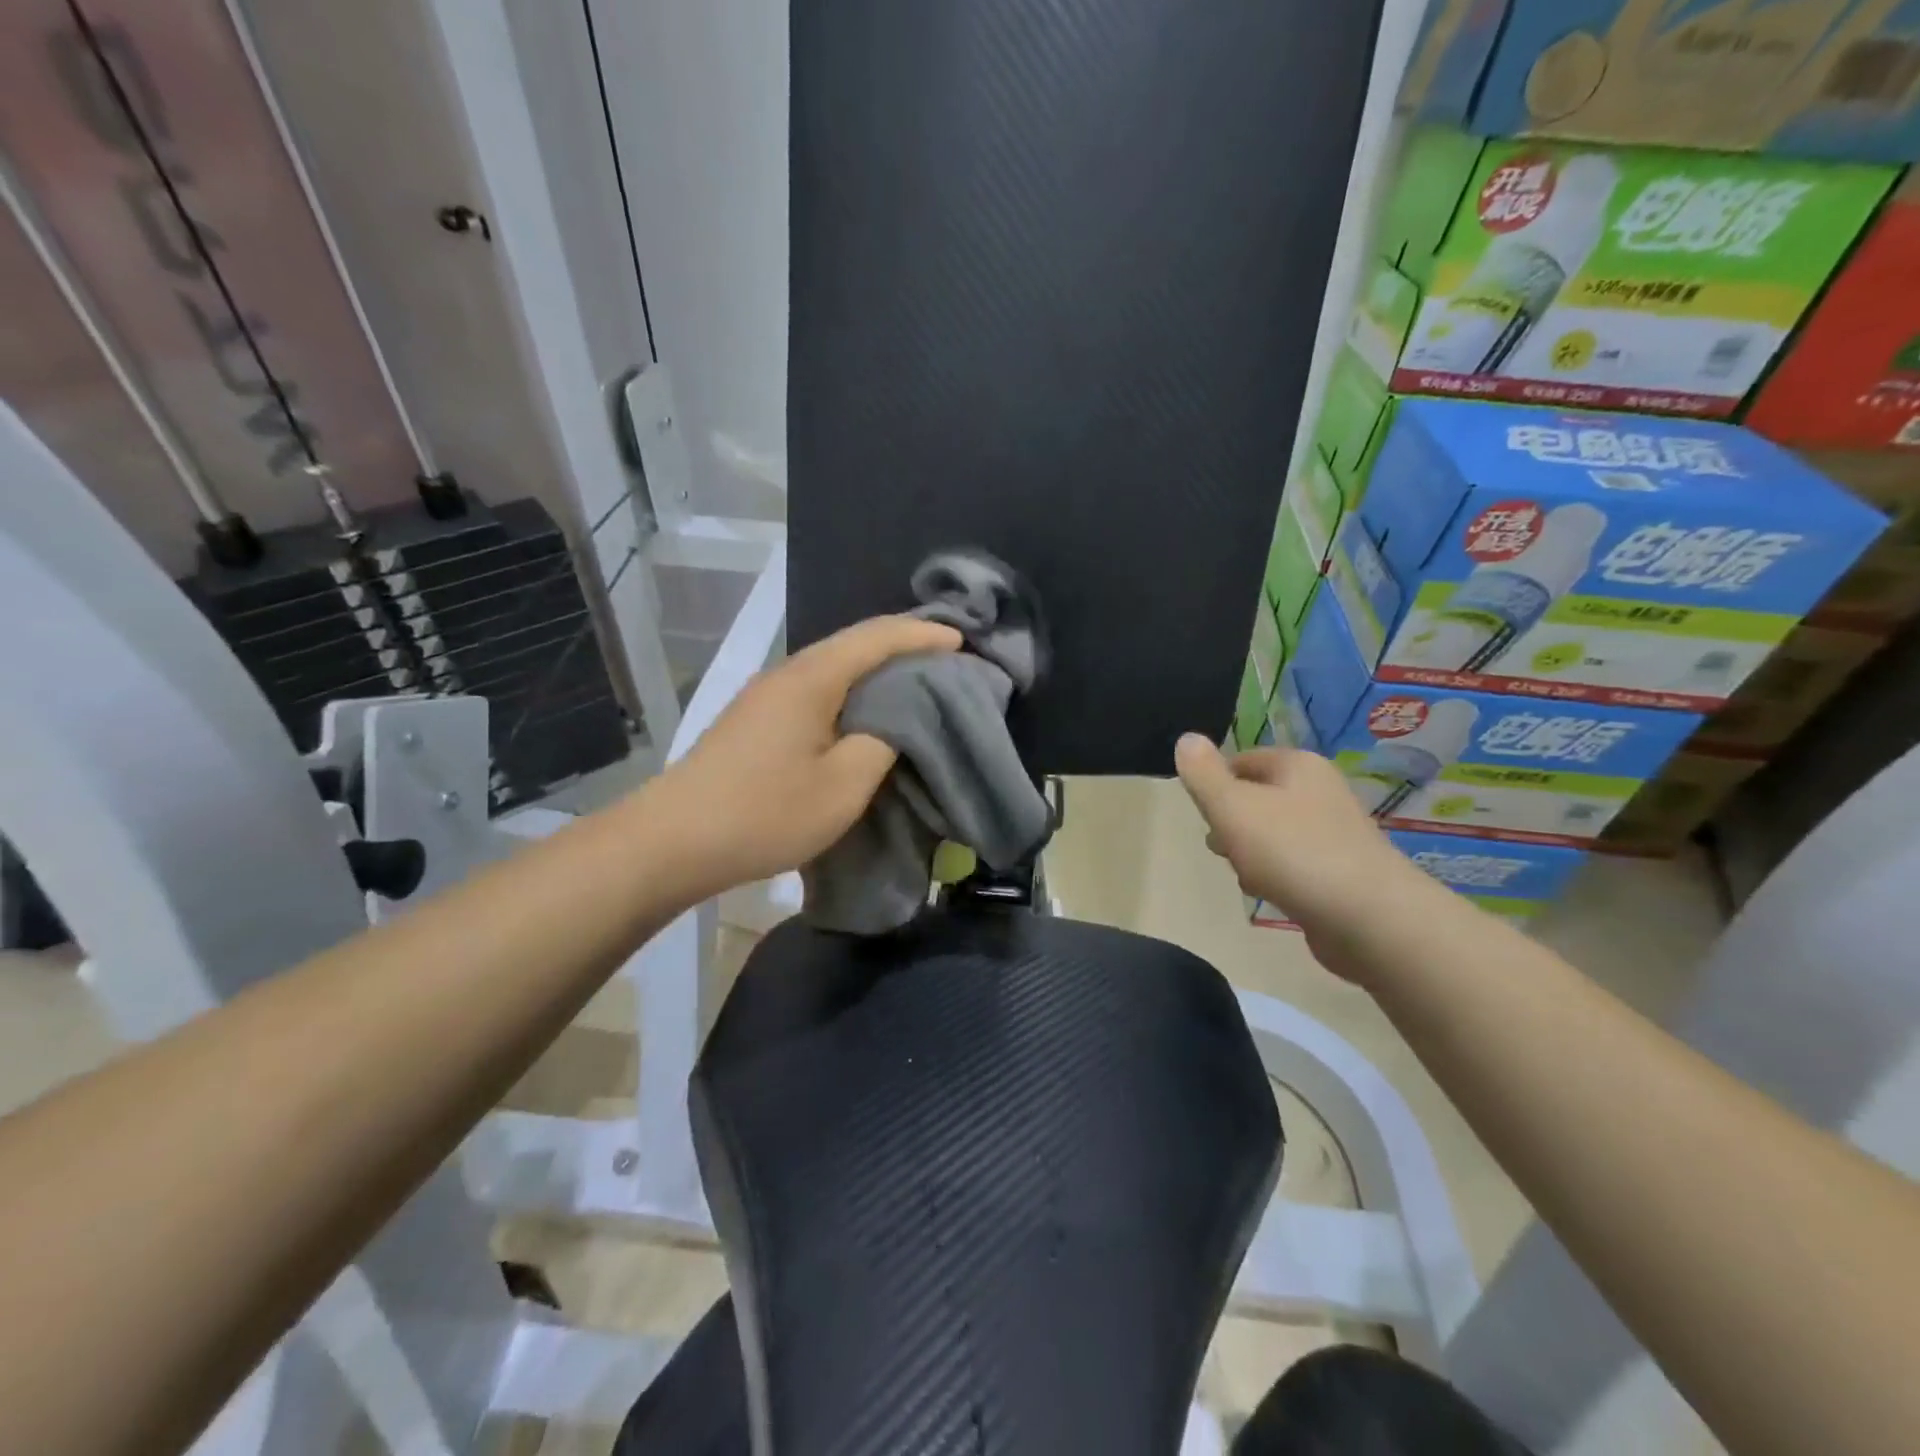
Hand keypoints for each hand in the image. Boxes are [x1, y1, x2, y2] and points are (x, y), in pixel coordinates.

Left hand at [641, 615, 962, 899]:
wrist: (672, 840)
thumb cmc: (765, 812)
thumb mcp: (843, 786)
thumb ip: (882, 743)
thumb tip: (895, 722)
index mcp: (812, 678)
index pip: (877, 638)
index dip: (922, 635)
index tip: (962, 642)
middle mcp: (787, 673)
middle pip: (852, 644)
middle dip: (902, 646)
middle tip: (944, 659)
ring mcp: (765, 696)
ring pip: (832, 667)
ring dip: (874, 670)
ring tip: (913, 683)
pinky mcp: (755, 720)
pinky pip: (815, 690)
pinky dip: (850, 691)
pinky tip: (863, 713)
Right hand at [1174, 735, 1431, 969]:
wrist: (1370, 918)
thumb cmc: (1293, 852)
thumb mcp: (1233, 807)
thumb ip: (1203, 774)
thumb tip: (1185, 738)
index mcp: (1298, 765)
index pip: (1242, 760)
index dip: (1215, 784)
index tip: (1202, 814)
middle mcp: (1320, 791)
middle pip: (1256, 797)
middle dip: (1231, 822)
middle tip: (1219, 845)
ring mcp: (1334, 832)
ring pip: (1272, 832)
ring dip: (1250, 852)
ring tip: (1244, 874)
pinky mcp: (1341, 871)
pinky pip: (1293, 863)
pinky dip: (1275, 875)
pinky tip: (1269, 894)